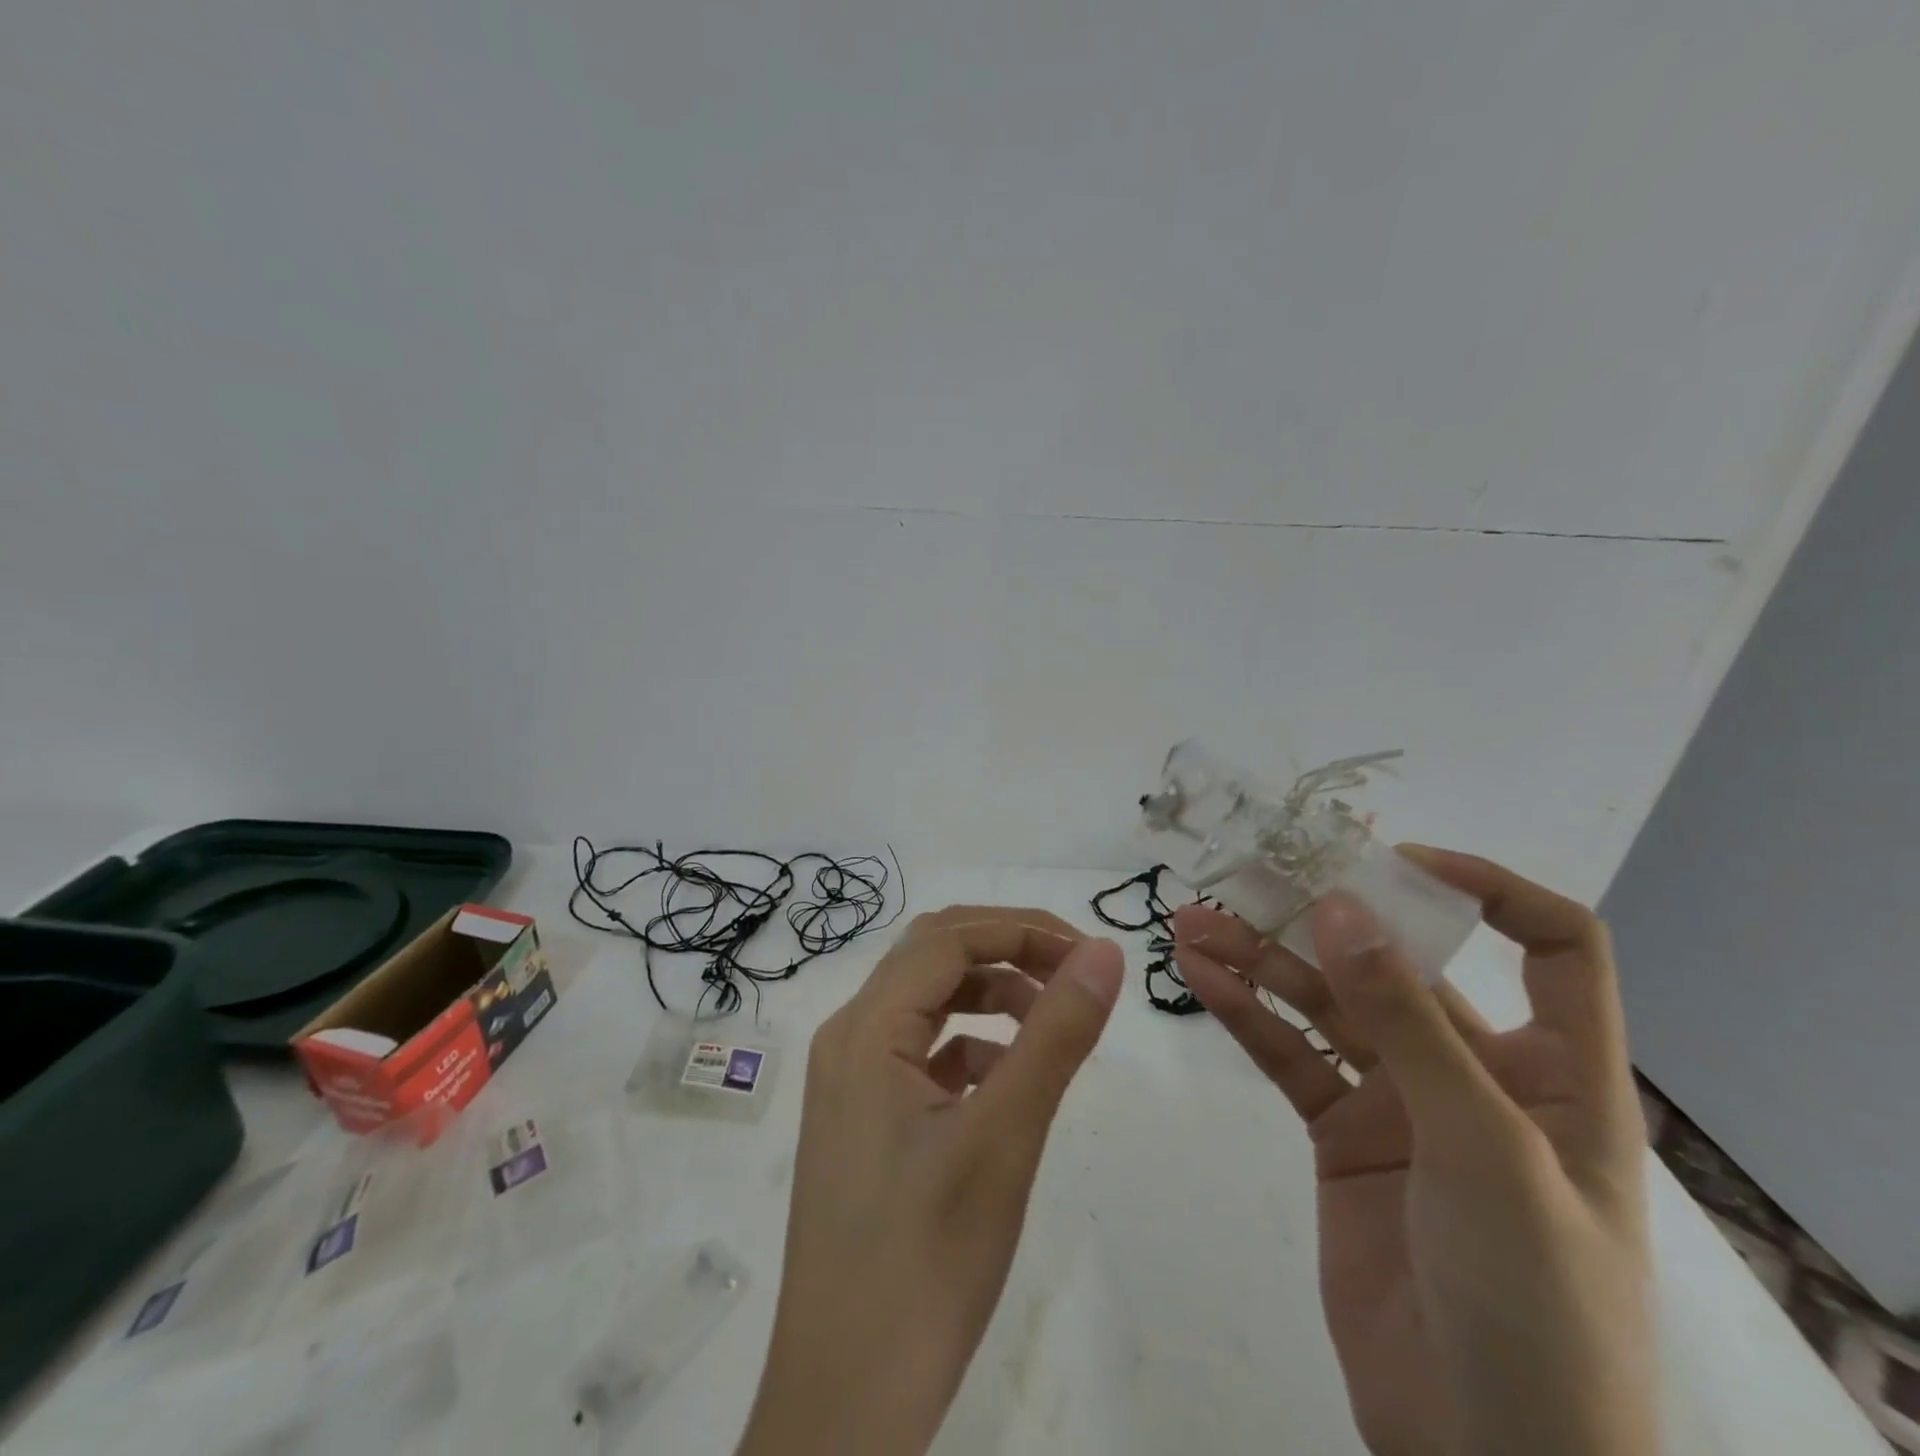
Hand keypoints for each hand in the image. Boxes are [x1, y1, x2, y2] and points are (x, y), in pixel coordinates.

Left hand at [737, 907, 1123, 1455]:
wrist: (844, 1405)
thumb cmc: (925, 1264)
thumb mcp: (1004, 1138)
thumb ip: (1055, 1035)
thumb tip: (1102, 952)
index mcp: (865, 1029)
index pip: (947, 939)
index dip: (1021, 929)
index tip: (1089, 954)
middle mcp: (848, 1039)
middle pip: (931, 958)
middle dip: (1006, 950)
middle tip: (1074, 973)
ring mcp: (850, 1081)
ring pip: (927, 1003)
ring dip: (990, 996)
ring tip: (1051, 1025)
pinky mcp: (863, 1119)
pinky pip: (921, 1053)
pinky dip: (971, 1045)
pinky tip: (1008, 1079)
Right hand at [1174, 848, 1656, 1455]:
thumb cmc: (1532, 1303)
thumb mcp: (1482, 1149)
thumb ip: (1406, 1023)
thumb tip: (1341, 909)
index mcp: (1555, 1070)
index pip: (1551, 948)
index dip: (1489, 890)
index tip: (1394, 864)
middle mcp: (1474, 1071)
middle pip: (1396, 965)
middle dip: (1322, 920)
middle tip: (1244, 879)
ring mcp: (1399, 1102)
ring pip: (1325, 1004)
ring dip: (1262, 960)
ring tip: (1192, 924)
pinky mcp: (1340, 1133)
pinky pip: (1289, 1055)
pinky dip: (1246, 1013)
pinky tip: (1199, 978)